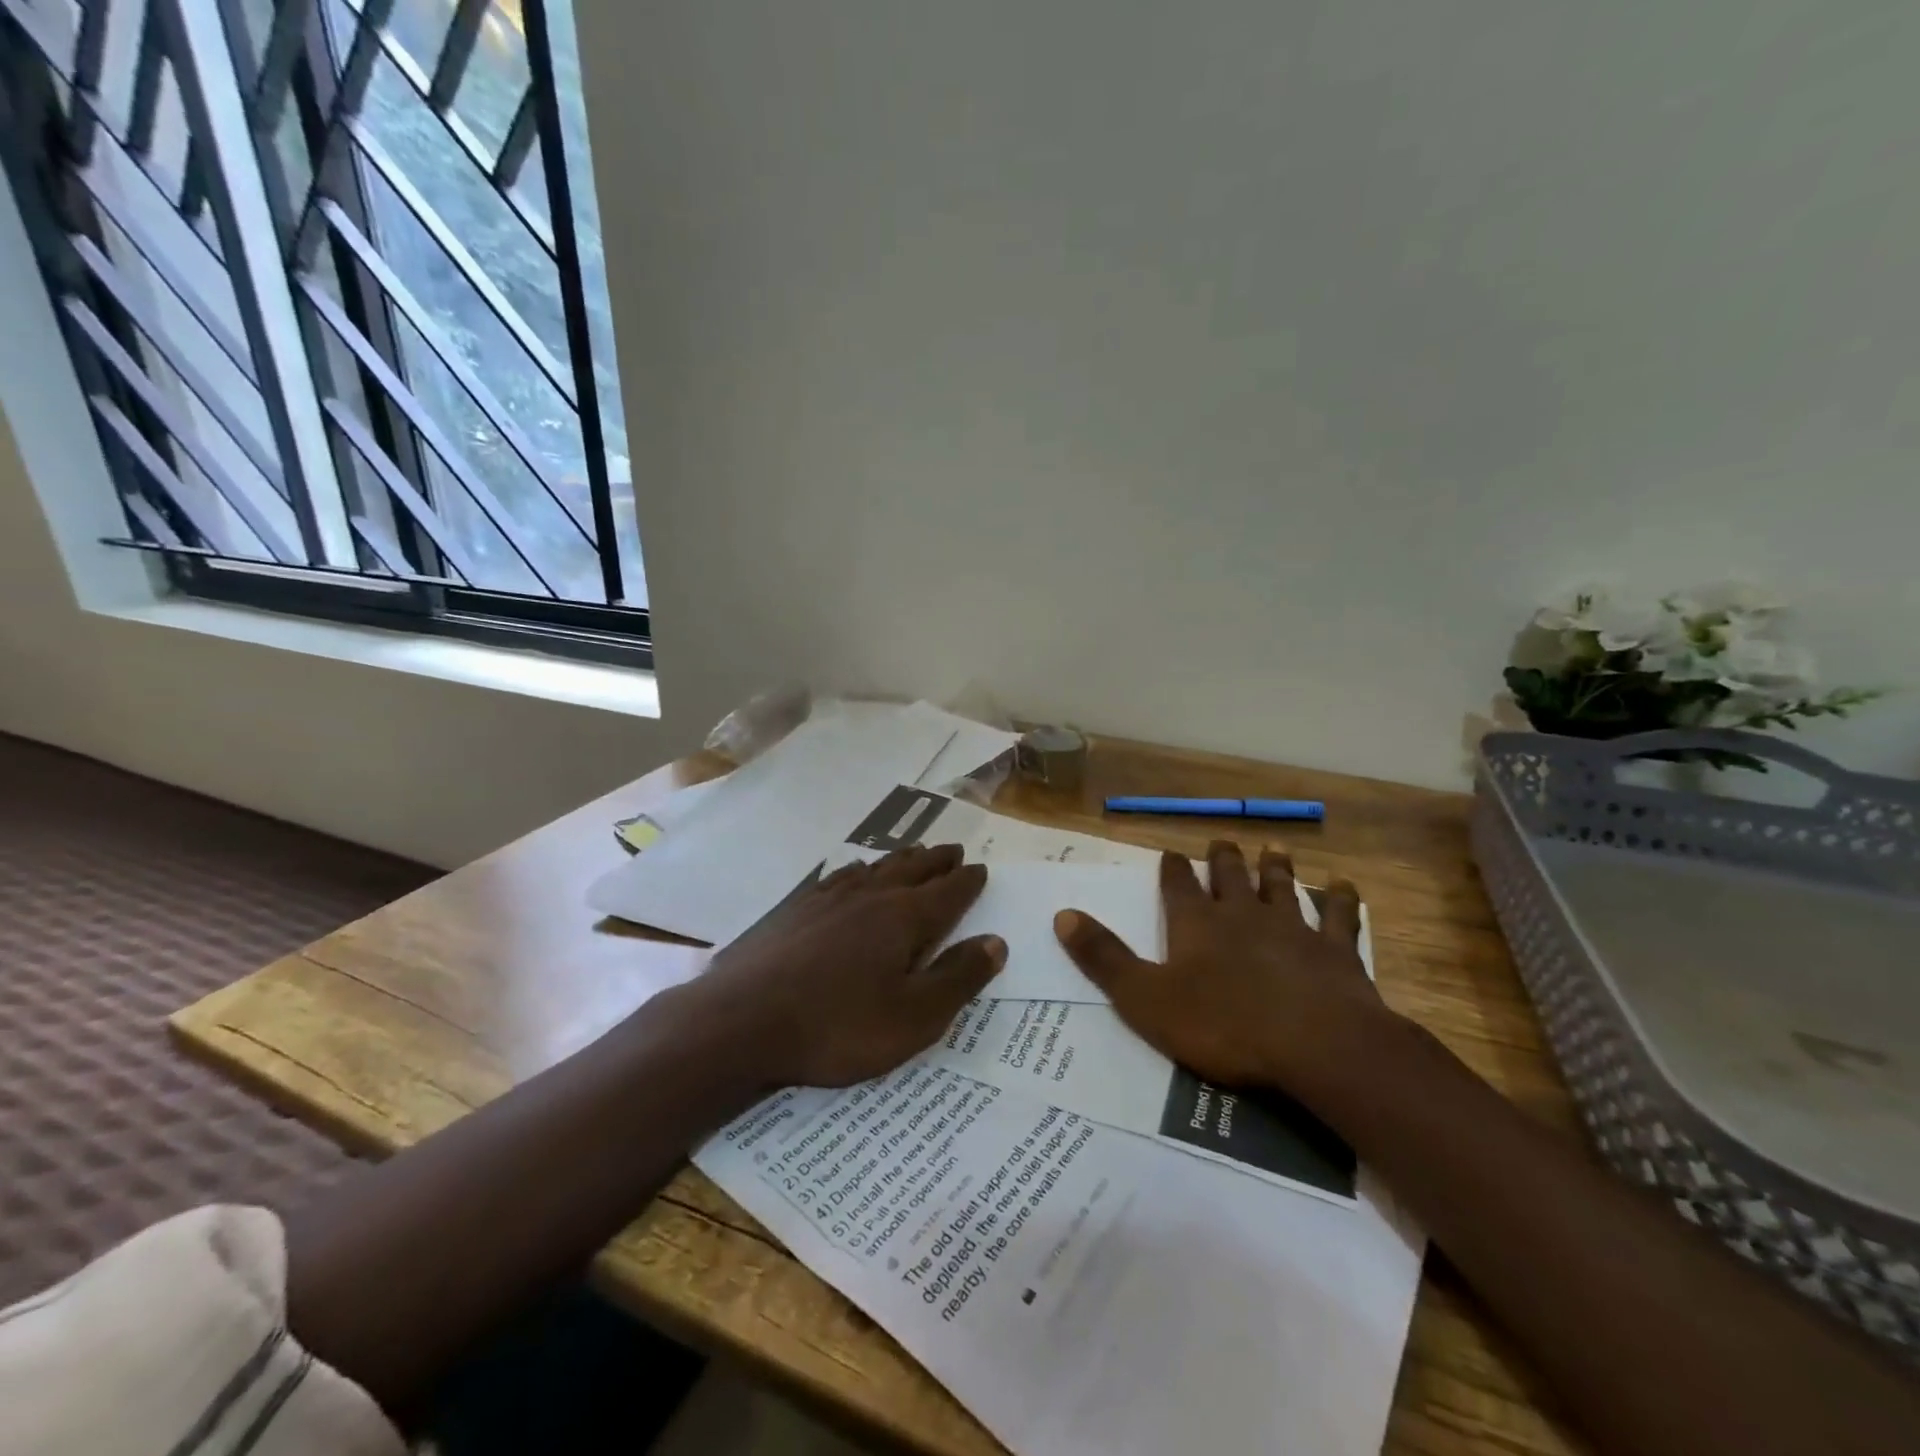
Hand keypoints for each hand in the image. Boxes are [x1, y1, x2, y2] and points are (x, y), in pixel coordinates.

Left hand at [683, 843, 1005, 1088]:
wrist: (742, 1022)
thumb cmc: (838, 1026)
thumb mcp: (914, 1017)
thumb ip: (958, 978)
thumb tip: (995, 942)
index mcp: (903, 918)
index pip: (947, 892)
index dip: (967, 881)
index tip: (980, 868)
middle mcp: (869, 897)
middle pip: (911, 870)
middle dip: (936, 861)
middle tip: (952, 850)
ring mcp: (828, 899)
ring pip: (874, 868)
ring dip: (899, 860)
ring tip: (912, 854)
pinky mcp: (795, 910)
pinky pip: (837, 878)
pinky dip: (856, 871)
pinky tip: (852, 873)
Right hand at [1053, 840, 1393, 1090]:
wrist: (1316, 1045)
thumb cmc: (1223, 1024)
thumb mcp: (1145, 998)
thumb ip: (1104, 957)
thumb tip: (1062, 914)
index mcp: (1197, 924)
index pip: (1178, 886)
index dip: (1171, 870)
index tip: (1169, 854)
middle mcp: (1242, 914)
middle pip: (1230, 877)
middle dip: (1223, 859)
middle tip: (1221, 842)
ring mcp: (1293, 928)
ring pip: (1281, 886)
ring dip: (1275, 868)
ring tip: (1273, 849)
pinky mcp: (1335, 951)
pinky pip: (1338, 917)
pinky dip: (1340, 899)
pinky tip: (1343, 886)